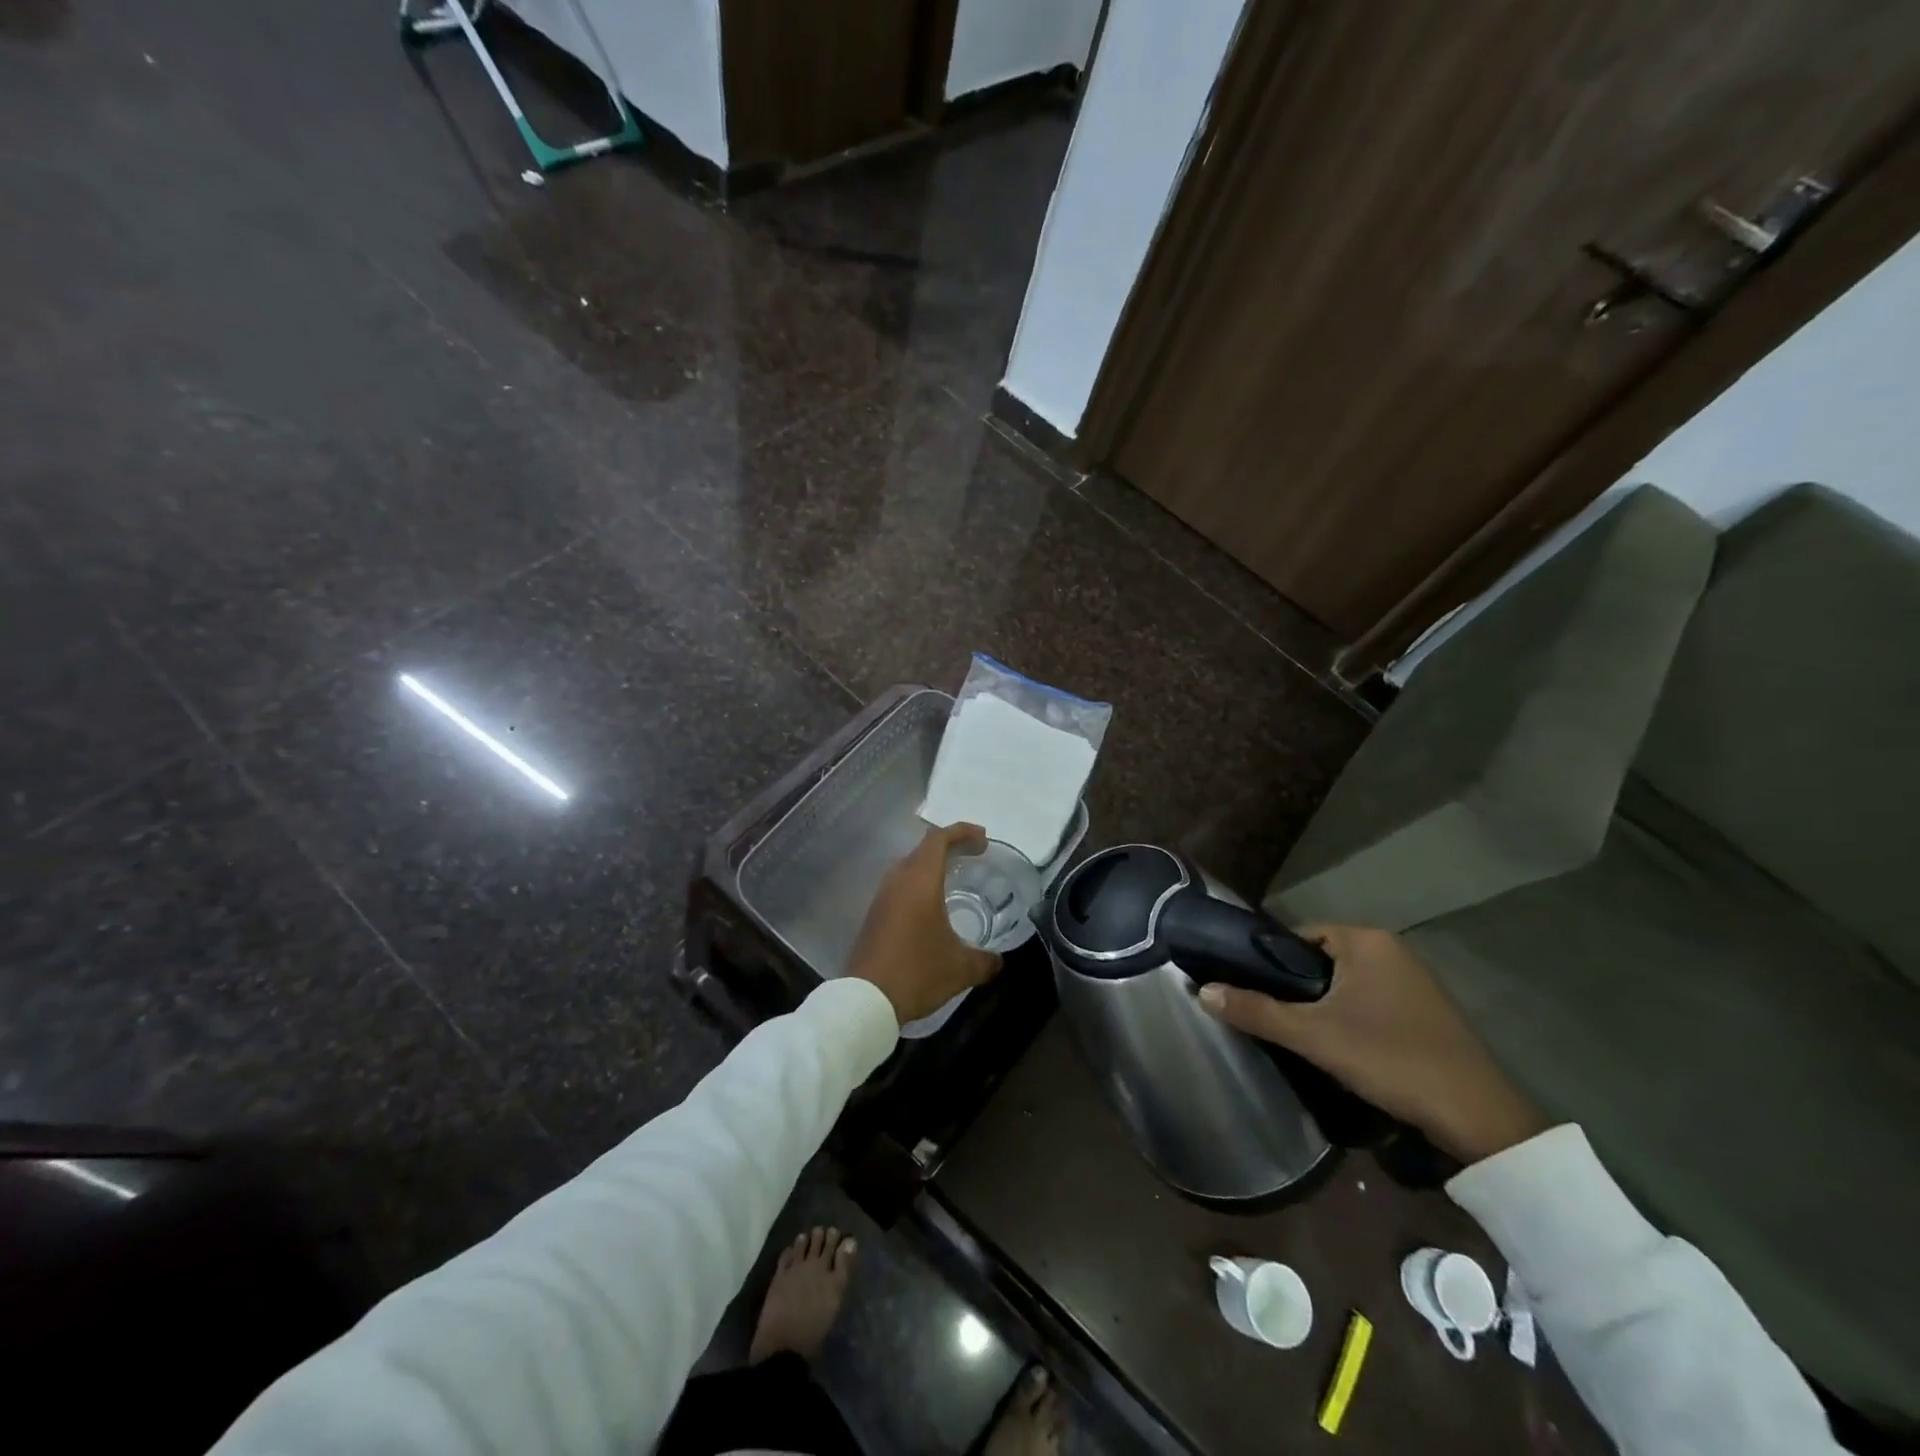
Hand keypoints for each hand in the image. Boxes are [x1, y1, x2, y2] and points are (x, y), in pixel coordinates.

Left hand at [849, 822, 1002, 1024]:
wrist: (866, 1000)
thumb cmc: (918, 972)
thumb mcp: (961, 968)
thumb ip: (985, 960)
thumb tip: (998, 960)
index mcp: (920, 881)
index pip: (939, 840)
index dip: (962, 832)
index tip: (983, 838)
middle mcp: (898, 881)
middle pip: (923, 848)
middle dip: (950, 846)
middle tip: (974, 854)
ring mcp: (882, 897)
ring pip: (909, 866)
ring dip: (931, 865)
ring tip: (954, 876)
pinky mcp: (874, 915)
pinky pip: (900, 886)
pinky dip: (919, 883)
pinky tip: (931, 906)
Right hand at [1198, 925, 1549, 1163]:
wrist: (1477, 1116)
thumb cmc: (1389, 1057)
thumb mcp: (1313, 1035)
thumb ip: (1256, 1010)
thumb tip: (1201, 990)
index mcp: (1366, 939)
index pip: (1297, 936)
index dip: (1269, 962)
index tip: (1250, 990)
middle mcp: (1391, 949)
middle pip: (1320, 959)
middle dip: (1296, 988)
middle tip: (1273, 1018)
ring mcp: (1414, 980)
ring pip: (1346, 983)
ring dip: (1323, 1005)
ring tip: (1301, 1035)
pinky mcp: (1426, 1011)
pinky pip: (1370, 1000)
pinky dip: (1351, 1017)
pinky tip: (1342, 1047)